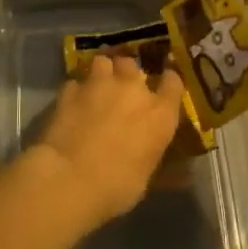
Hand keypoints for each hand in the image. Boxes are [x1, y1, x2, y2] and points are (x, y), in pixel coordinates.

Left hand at [33, 55, 185, 225]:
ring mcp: (99, 85)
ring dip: (102, 72)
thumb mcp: (146, 179)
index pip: (173, 82)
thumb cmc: (117, 186)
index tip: (164, 85)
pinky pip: (76, 82)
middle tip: (122, 89)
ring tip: (97, 86)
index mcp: (159, 113)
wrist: (69, 178)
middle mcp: (132, 90)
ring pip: (103, 62)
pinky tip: (73, 103)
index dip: (169, 81)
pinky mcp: (70, 90)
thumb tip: (178, 171)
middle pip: (132, 65)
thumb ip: (158, 162)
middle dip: (128, 74)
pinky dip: (77, 90)